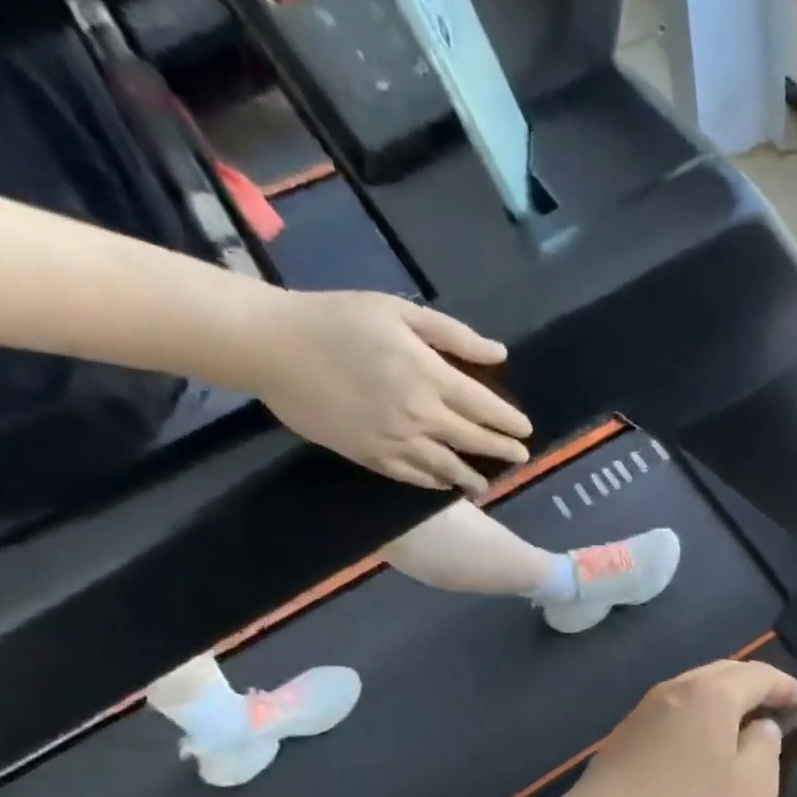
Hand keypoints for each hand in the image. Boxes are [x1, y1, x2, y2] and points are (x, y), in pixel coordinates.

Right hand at [246, 290, 532, 492]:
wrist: (270, 345)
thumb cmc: (336, 319)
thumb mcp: (398, 313)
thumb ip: (453, 335)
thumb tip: (499, 354)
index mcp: (430, 376)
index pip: (486, 408)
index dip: (510, 422)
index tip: (526, 430)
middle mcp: (420, 414)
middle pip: (474, 440)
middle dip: (502, 451)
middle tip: (520, 458)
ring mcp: (395, 439)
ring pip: (447, 466)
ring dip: (472, 477)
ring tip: (486, 483)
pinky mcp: (370, 455)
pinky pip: (412, 475)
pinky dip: (434, 482)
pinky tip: (445, 484)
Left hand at [564, 660, 796, 796]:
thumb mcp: (754, 788)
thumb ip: (767, 749)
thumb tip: (761, 727)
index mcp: (712, 694)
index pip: (758, 675)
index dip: (783, 684)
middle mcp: (677, 688)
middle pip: (723, 672)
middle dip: (753, 682)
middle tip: (774, 700)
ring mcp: (645, 708)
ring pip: (695, 687)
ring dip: (723, 696)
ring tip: (741, 718)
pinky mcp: (625, 732)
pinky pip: (675, 708)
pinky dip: (699, 712)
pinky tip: (701, 739)